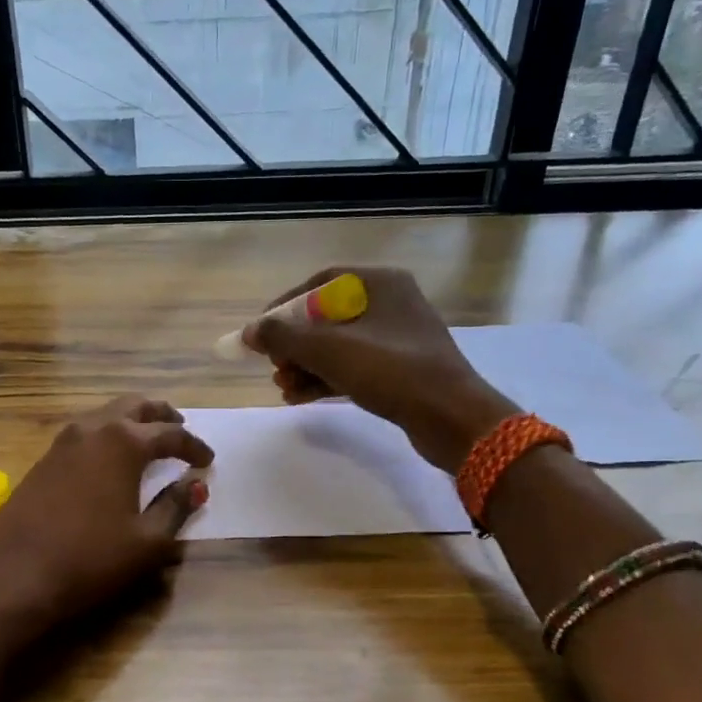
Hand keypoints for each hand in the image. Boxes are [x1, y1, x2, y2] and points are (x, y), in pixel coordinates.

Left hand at [0, 395, 212, 635]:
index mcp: (124, 442)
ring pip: (105, 415)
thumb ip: (175, 507)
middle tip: (180, 429)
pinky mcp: (43, 460)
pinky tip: (111, 459)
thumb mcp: (146, 541)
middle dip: (162, 415)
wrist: (11, 574)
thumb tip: (195, 484)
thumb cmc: (89, 558)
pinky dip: (108, 435)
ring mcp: (62, 442)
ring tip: (149, 441)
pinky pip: (86, 432)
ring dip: (132, 421)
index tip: (208, 461)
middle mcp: (93, 429)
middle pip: (134, 406)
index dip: (193, 447)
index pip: (169, 434)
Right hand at [245, 267, 514, 470]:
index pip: (320, 283)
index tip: (261, 331)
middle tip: (274, 366)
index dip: (285, 306)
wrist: (452, 418)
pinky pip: (353, 367)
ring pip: (338, 346)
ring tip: (282, 387)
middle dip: (294, 344)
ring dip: (306, 366)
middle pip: (326, 317)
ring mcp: (398, 339)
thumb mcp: (329, 350)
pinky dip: (326, 379)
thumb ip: (283, 337)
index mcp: (380, 283)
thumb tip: (249, 332)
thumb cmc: (390, 371)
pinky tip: (300, 398)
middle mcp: (391, 303)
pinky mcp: (401, 370)